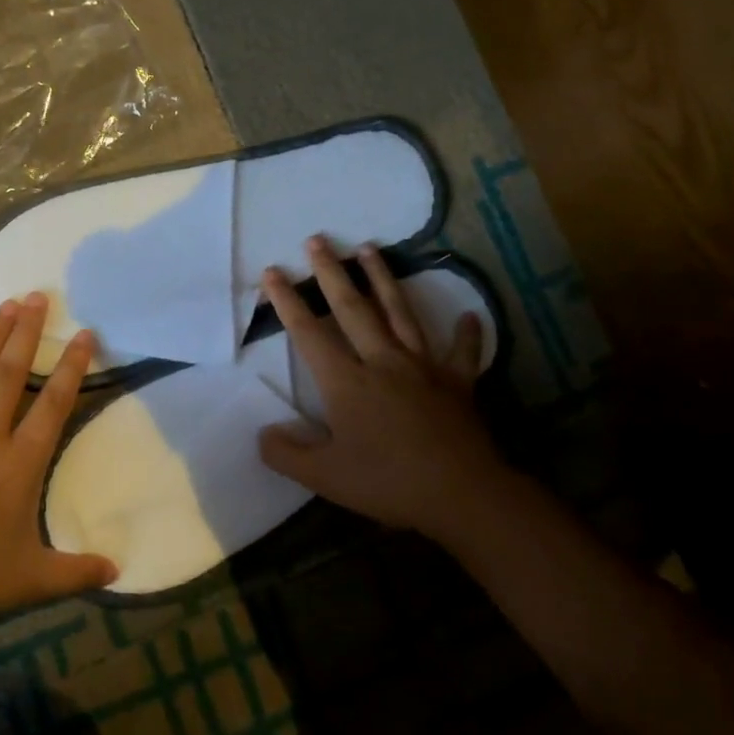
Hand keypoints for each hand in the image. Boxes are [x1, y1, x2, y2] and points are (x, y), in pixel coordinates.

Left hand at [0, 293, 116, 640]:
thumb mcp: (31, 580)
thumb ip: (77, 572)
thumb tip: (117, 572)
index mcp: (19, 462)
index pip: (54, 403)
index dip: (71, 366)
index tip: (84, 334)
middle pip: (10, 371)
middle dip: (26, 331)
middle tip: (38, 295)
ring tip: (6, 306)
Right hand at [258, 238, 502, 537]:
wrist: (460, 493)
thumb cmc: (387, 482)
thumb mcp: (324, 477)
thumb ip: (286, 454)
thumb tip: (264, 433)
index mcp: (347, 383)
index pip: (309, 334)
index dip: (287, 302)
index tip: (273, 272)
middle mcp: (383, 362)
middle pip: (354, 309)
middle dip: (332, 274)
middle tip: (318, 240)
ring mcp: (424, 368)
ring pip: (400, 314)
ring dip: (383, 280)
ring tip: (371, 249)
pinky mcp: (457, 383)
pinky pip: (462, 353)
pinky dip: (466, 334)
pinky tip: (469, 316)